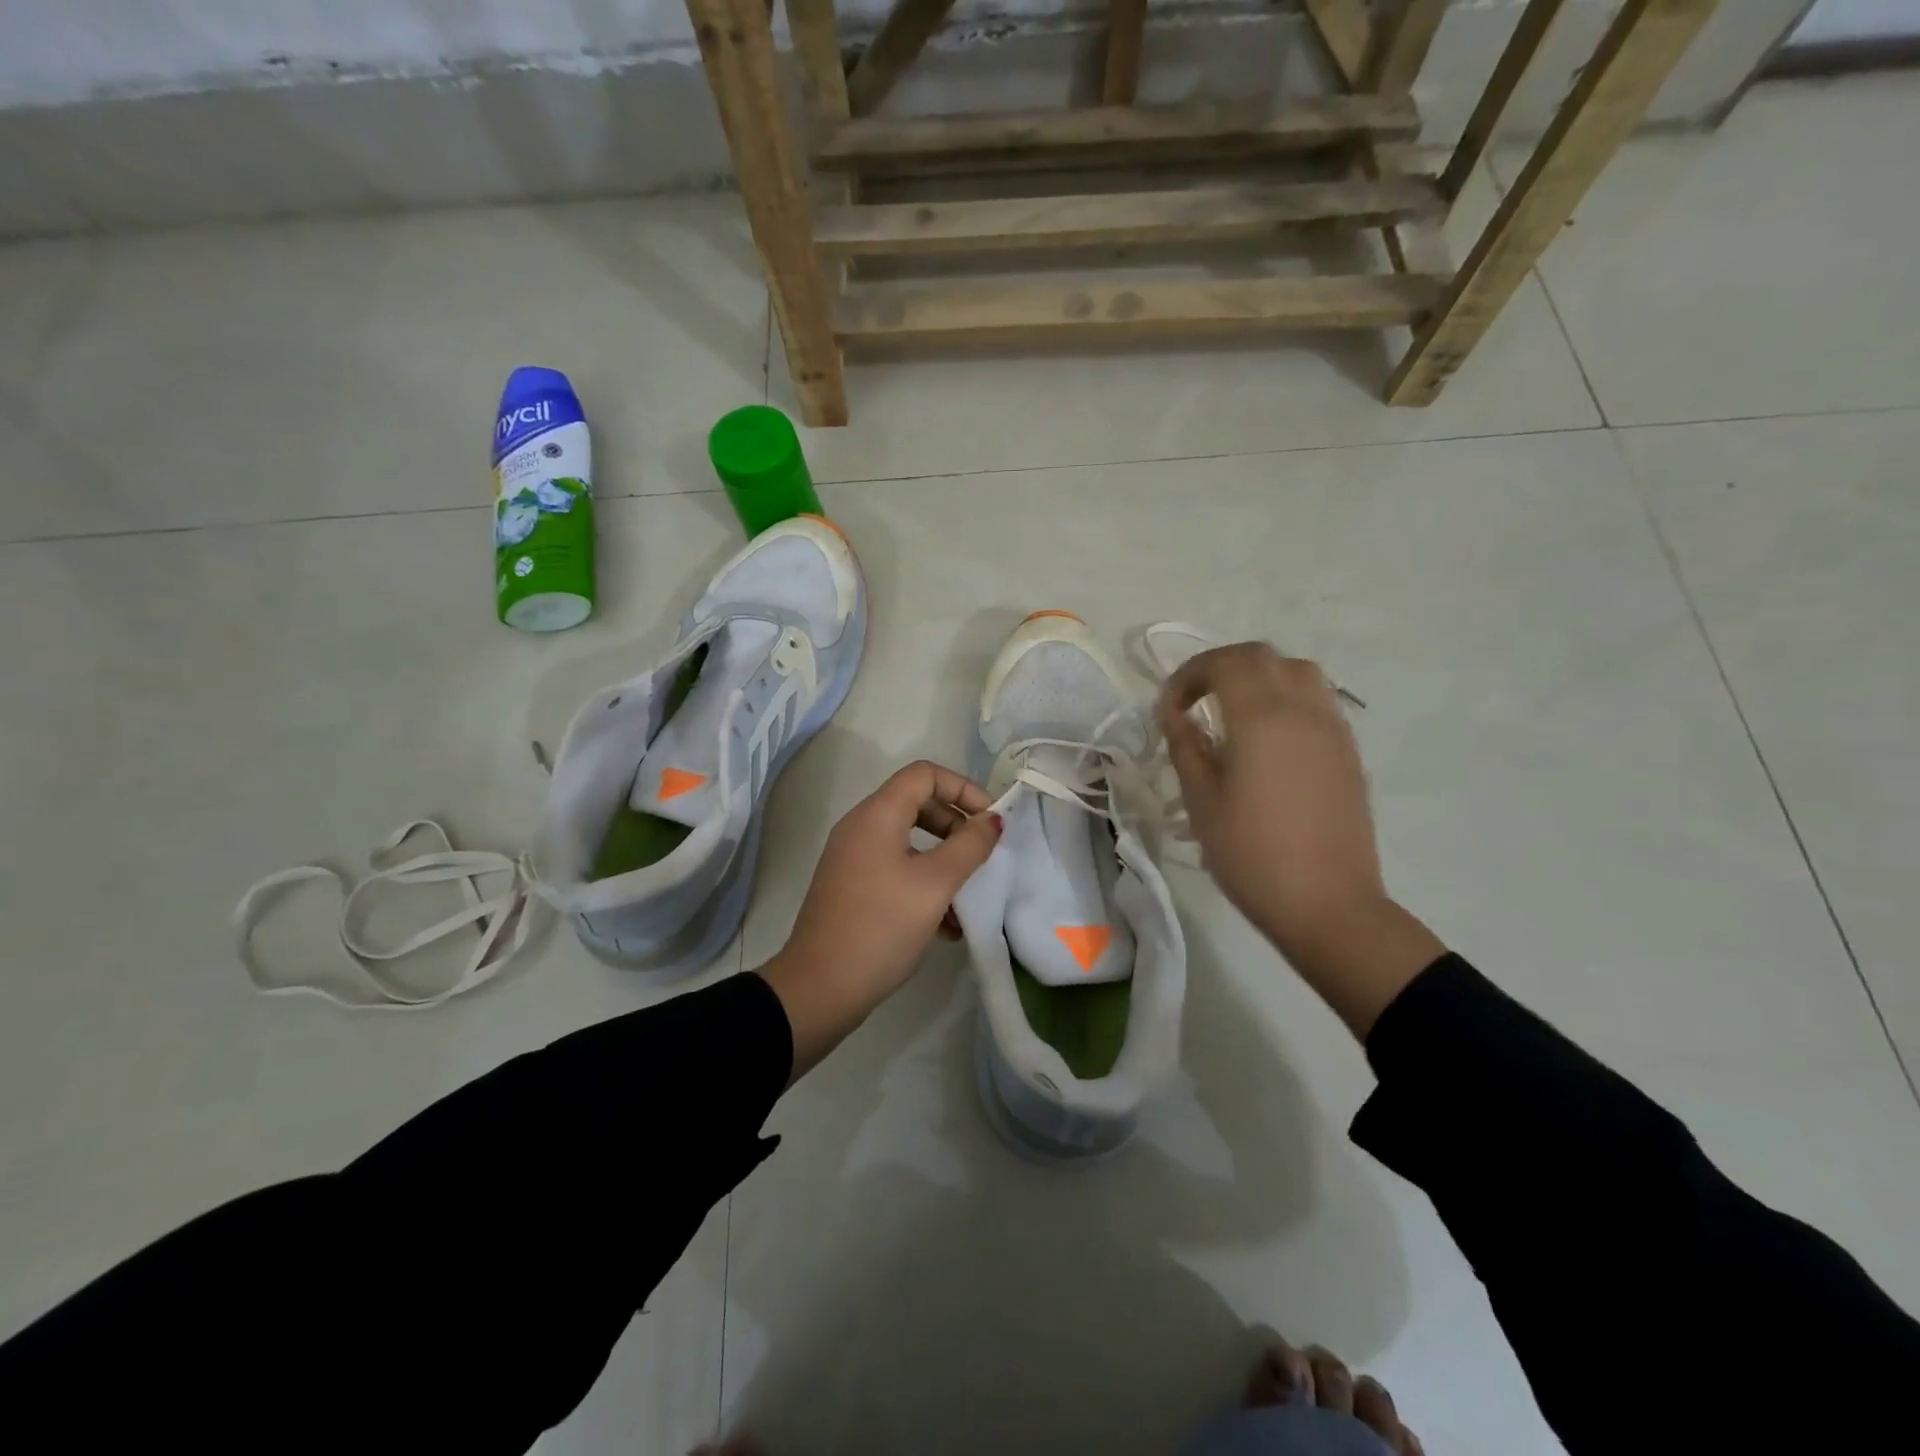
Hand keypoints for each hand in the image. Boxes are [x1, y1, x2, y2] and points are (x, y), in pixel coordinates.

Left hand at [759, 760, 1002, 1080]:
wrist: (820, 989)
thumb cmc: (881, 927)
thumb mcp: (935, 885)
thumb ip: (969, 847)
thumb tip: (993, 820)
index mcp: (877, 815)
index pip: (925, 774)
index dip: (964, 788)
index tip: (991, 822)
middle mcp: (861, 828)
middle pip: (918, 804)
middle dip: (957, 827)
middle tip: (982, 857)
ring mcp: (853, 859)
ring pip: (910, 842)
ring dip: (944, 861)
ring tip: (969, 897)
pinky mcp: (852, 888)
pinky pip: (896, 869)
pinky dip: (924, 884)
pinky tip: (947, 926)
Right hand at [1158, 643, 1442, 1036]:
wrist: (1327, 905)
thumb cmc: (1251, 855)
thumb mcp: (1202, 800)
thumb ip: (1186, 746)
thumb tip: (1175, 714)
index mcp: (1262, 718)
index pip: (1226, 662)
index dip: (1189, 674)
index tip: (1169, 708)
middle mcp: (1303, 710)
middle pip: (1263, 656)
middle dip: (1222, 667)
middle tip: (1195, 701)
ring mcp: (1333, 729)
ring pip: (1298, 672)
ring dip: (1260, 677)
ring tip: (1233, 713)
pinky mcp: (1348, 753)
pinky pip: (1317, 701)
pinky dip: (1286, 700)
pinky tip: (1268, 740)